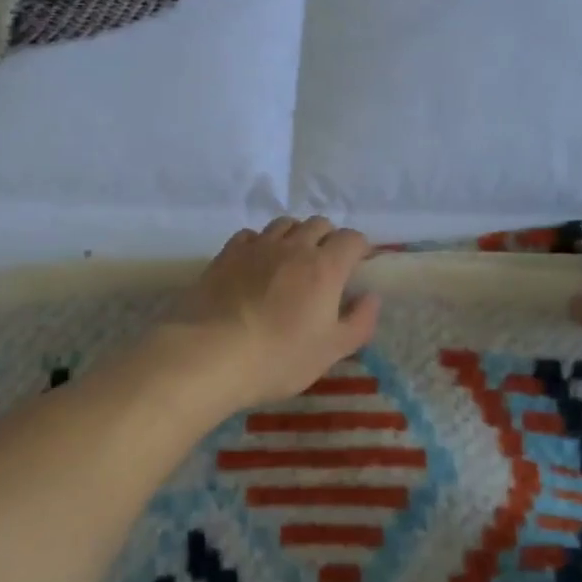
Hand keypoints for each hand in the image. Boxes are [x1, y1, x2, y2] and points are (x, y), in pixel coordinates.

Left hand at [154, 217, 381, 413]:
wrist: (209, 355)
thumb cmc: (278, 357)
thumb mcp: (330, 351)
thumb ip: (359, 322)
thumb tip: (372, 297)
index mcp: (325, 267)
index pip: (352, 239)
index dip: (360, 248)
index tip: (358, 266)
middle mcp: (293, 246)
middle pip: (319, 224)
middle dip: (329, 238)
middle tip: (326, 266)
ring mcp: (257, 246)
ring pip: (284, 224)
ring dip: (295, 235)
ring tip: (292, 260)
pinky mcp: (227, 254)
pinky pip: (251, 235)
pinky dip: (261, 242)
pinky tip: (256, 263)